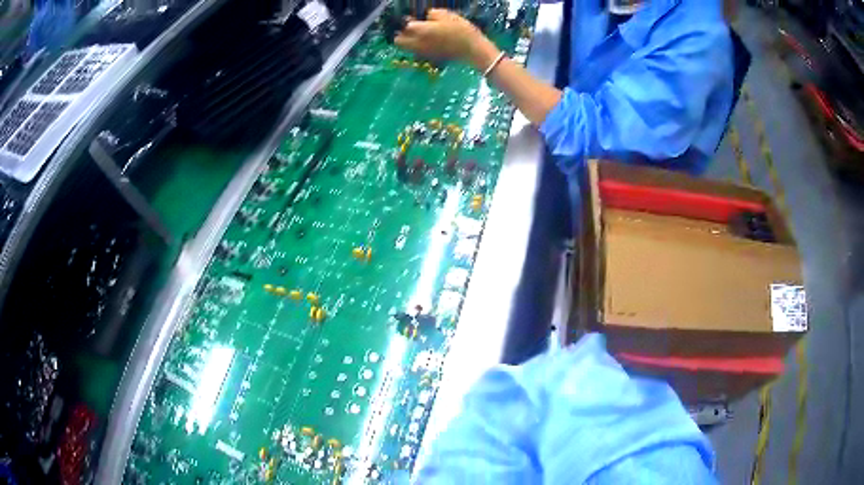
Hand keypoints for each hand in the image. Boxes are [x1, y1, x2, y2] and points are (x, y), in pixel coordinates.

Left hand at [394, 9, 493, 67]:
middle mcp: (417, 43)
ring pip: (406, 48)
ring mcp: (422, 52)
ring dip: (408, 42)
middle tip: (411, 29)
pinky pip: (416, 53)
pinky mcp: (429, 59)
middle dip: (401, 34)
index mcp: (420, 30)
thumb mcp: (448, 15)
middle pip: (398, 41)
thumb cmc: (461, 30)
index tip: (412, 18)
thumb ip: (432, 14)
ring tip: (419, 36)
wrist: (473, 51)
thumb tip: (425, 16)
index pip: (404, 26)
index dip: (406, 21)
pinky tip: (429, 43)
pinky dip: (418, 48)